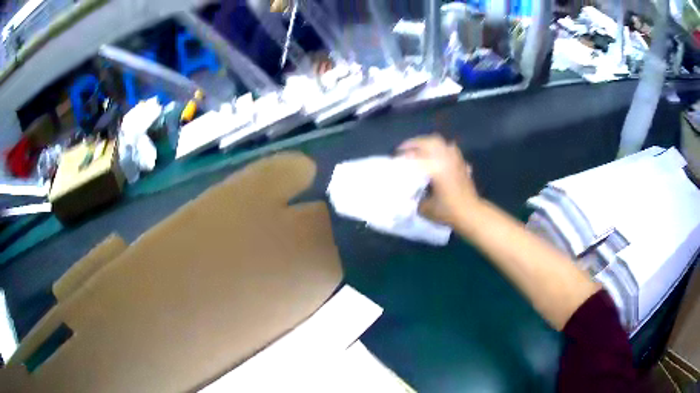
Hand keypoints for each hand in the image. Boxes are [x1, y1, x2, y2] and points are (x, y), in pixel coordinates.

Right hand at [398, 134, 480, 225]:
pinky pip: (450, 149)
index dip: (403, 156)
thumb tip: (408, 189)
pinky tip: (436, 156)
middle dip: (415, 143)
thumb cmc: (447, 211)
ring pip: (441, 142)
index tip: (395, 158)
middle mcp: (446, 158)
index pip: (415, 155)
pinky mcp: (461, 163)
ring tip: (419, 150)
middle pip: (429, 141)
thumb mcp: (425, 207)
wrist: (471, 213)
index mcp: (435, 167)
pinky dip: (440, 149)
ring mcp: (455, 159)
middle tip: (404, 149)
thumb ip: (415, 195)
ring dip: (428, 143)